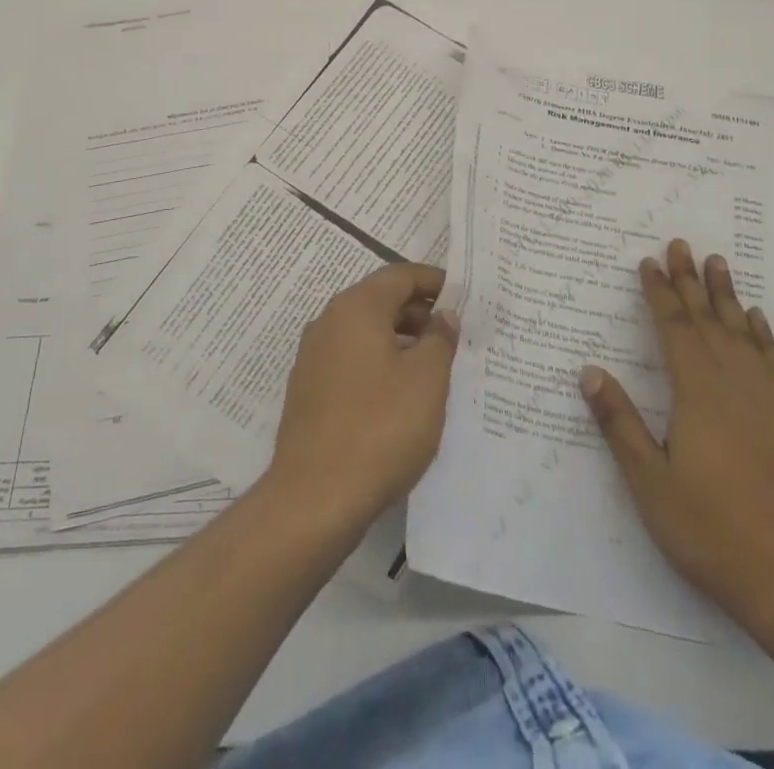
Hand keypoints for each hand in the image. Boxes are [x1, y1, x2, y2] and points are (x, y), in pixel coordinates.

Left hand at [266, 263, 458, 528]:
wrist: (314, 498)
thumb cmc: (380, 427)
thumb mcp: (427, 379)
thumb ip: (441, 338)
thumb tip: (443, 316)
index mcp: (356, 307)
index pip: (400, 275)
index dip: (434, 281)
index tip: (464, 296)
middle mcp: (329, 322)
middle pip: (381, 300)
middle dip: (420, 312)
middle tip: (456, 334)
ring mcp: (314, 357)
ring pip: (366, 333)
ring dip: (401, 340)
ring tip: (435, 366)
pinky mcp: (309, 390)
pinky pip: (352, 360)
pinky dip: (380, 364)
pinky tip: (402, 395)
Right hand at [581, 238, 773, 632]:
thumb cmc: (707, 528)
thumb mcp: (649, 482)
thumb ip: (619, 423)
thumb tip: (589, 371)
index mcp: (697, 394)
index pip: (674, 329)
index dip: (659, 293)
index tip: (648, 262)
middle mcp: (732, 385)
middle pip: (707, 320)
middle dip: (690, 280)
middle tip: (681, 243)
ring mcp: (763, 401)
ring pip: (740, 332)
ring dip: (726, 295)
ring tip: (718, 262)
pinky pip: (770, 361)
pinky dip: (761, 334)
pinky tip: (755, 319)